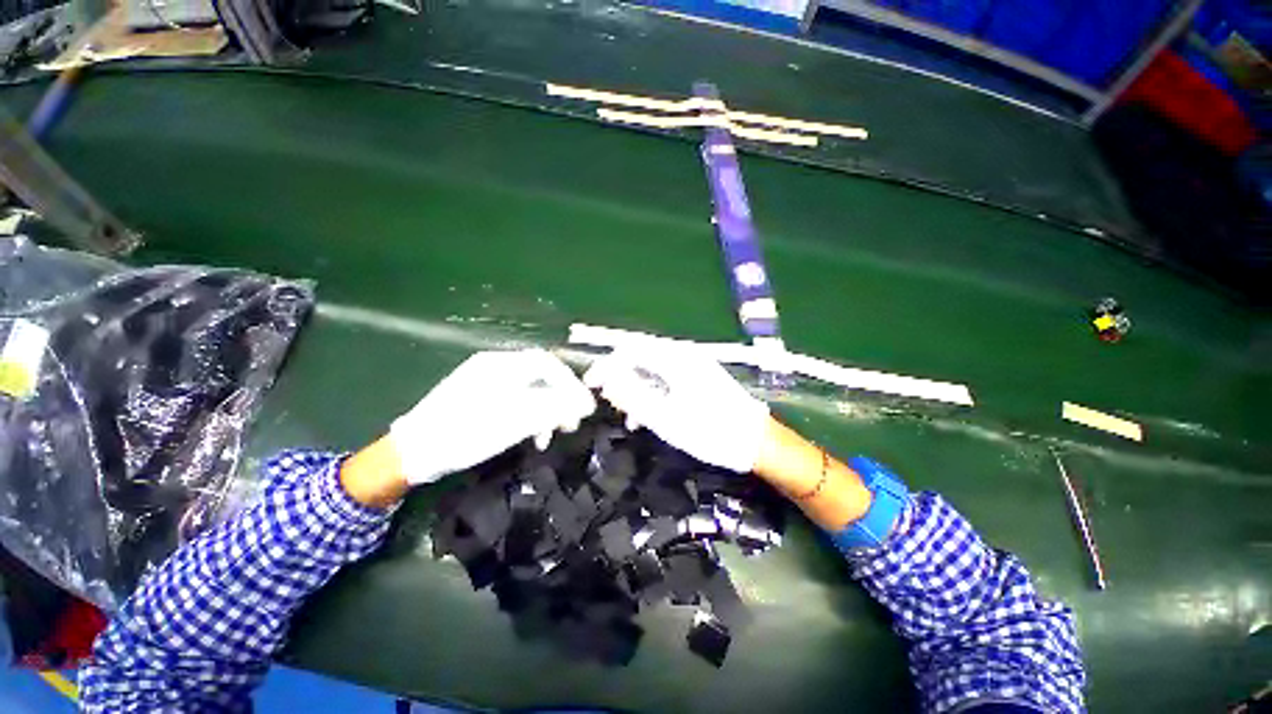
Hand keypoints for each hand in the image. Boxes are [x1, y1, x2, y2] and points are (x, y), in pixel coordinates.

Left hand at [390, 349, 595, 483]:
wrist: (413, 453)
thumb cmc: (466, 433)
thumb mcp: (516, 421)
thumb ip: (554, 407)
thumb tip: (587, 403)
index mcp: (502, 365)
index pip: (548, 363)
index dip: (571, 383)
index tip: (583, 407)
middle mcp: (495, 366)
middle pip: (541, 376)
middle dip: (560, 399)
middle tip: (570, 424)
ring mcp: (485, 381)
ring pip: (529, 390)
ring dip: (545, 411)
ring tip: (550, 435)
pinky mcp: (479, 397)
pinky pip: (515, 400)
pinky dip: (528, 415)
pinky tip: (530, 434)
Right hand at [583, 345, 769, 472]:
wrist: (758, 442)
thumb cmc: (712, 432)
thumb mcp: (666, 419)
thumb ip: (633, 397)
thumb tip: (607, 380)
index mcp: (676, 359)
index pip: (630, 349)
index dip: (606, 365)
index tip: (591, 385)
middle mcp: (684, 354)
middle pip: (641, 355)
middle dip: (619, 375)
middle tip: (607, 400)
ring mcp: (694, 364)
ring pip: (653, 367)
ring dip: (635, 386)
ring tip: (628, 414)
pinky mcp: (699, 377)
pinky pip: (667, 377)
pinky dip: (652, 391)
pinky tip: (648, 414)